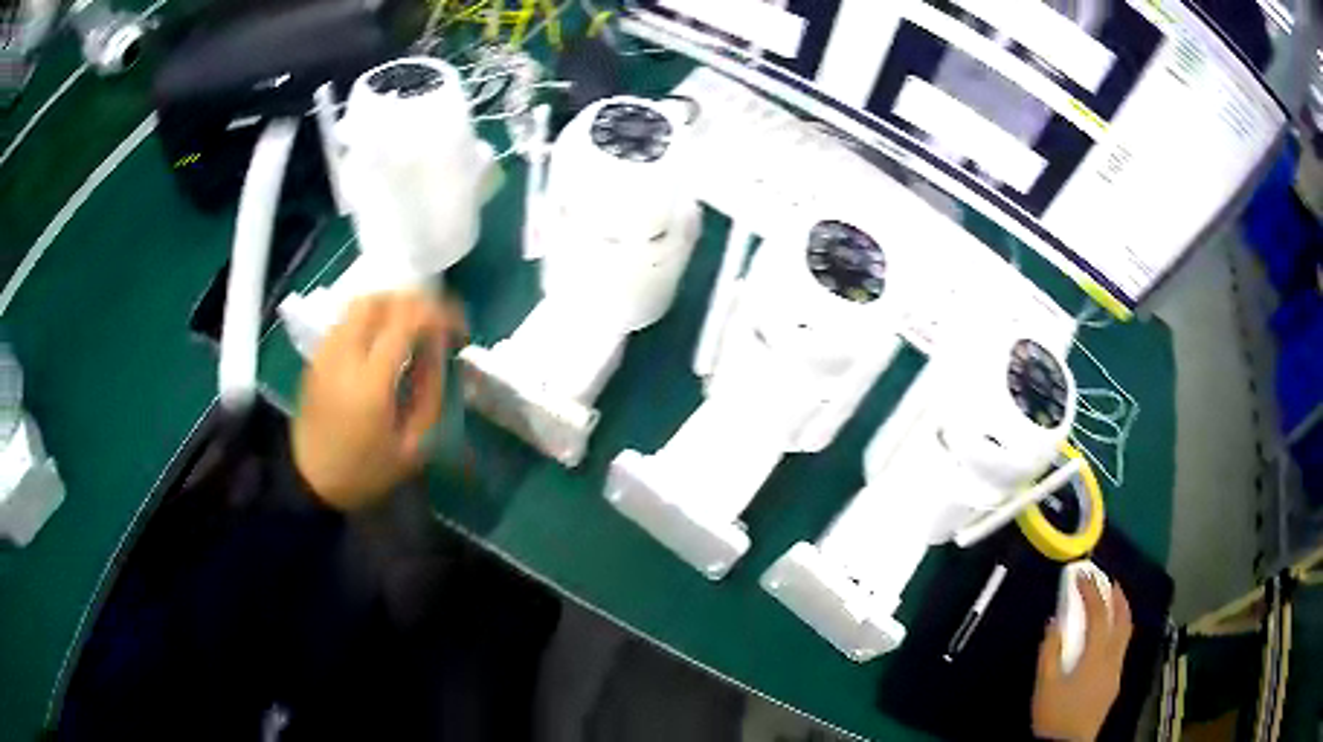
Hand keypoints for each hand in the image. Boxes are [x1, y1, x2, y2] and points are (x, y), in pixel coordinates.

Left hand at [292, 293, 464, 511]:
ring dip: (392, 305)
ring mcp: (326, 352)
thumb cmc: (366, 471)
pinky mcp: (317, 355)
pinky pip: (346, 318)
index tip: (458, 329)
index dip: (439, 315)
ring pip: (360, 303)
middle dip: (415, 302)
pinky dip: (371, 317)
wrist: (311, 481)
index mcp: (371, 382)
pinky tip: (382, 338)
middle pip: (381, 300)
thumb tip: (439, 349)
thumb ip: (430, 392)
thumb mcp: (413, 446)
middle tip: (435, 323)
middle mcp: (345, 356)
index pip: (407, 322)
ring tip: (411, 326)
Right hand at [1032, 577, 1132, 741]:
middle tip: (1108, 581)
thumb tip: (1056, 621)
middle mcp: (1113, 658)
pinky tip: (1107, 636)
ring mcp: (1117, 670)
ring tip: (1112, 601)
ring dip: (1121, 612)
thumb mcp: (1044, 684)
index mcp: (1096, 656)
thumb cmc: (1054, 714)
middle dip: (1117, 596)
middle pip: (1123, 619)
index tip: (1081, 576)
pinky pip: (1122, 646)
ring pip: (1126, 632)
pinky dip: (1118, 630)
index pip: (1099, 614)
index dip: (1091, 591)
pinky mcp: (1115, 682)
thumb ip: (1050, 650)